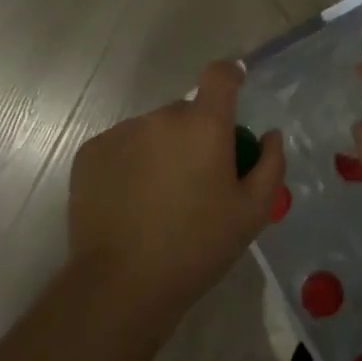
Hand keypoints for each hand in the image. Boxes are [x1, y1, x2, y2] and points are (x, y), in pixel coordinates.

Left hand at [68, 60, 284, 310]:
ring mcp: (121, 134)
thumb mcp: (253, 212)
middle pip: (186, 111)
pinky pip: (122, 147)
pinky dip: (132, 163)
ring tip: (161, 197)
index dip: (230, 76)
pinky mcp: (90, 154)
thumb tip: (270, 135)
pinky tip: (132, 202)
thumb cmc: (198, 246)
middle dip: (197, 134)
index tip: (235, 89)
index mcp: (204, 125)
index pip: (219, 76)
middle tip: (200, 178)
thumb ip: (270, 165)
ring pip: (153, 130)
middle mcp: (161, 118)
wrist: (122, 284)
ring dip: (163, 149)